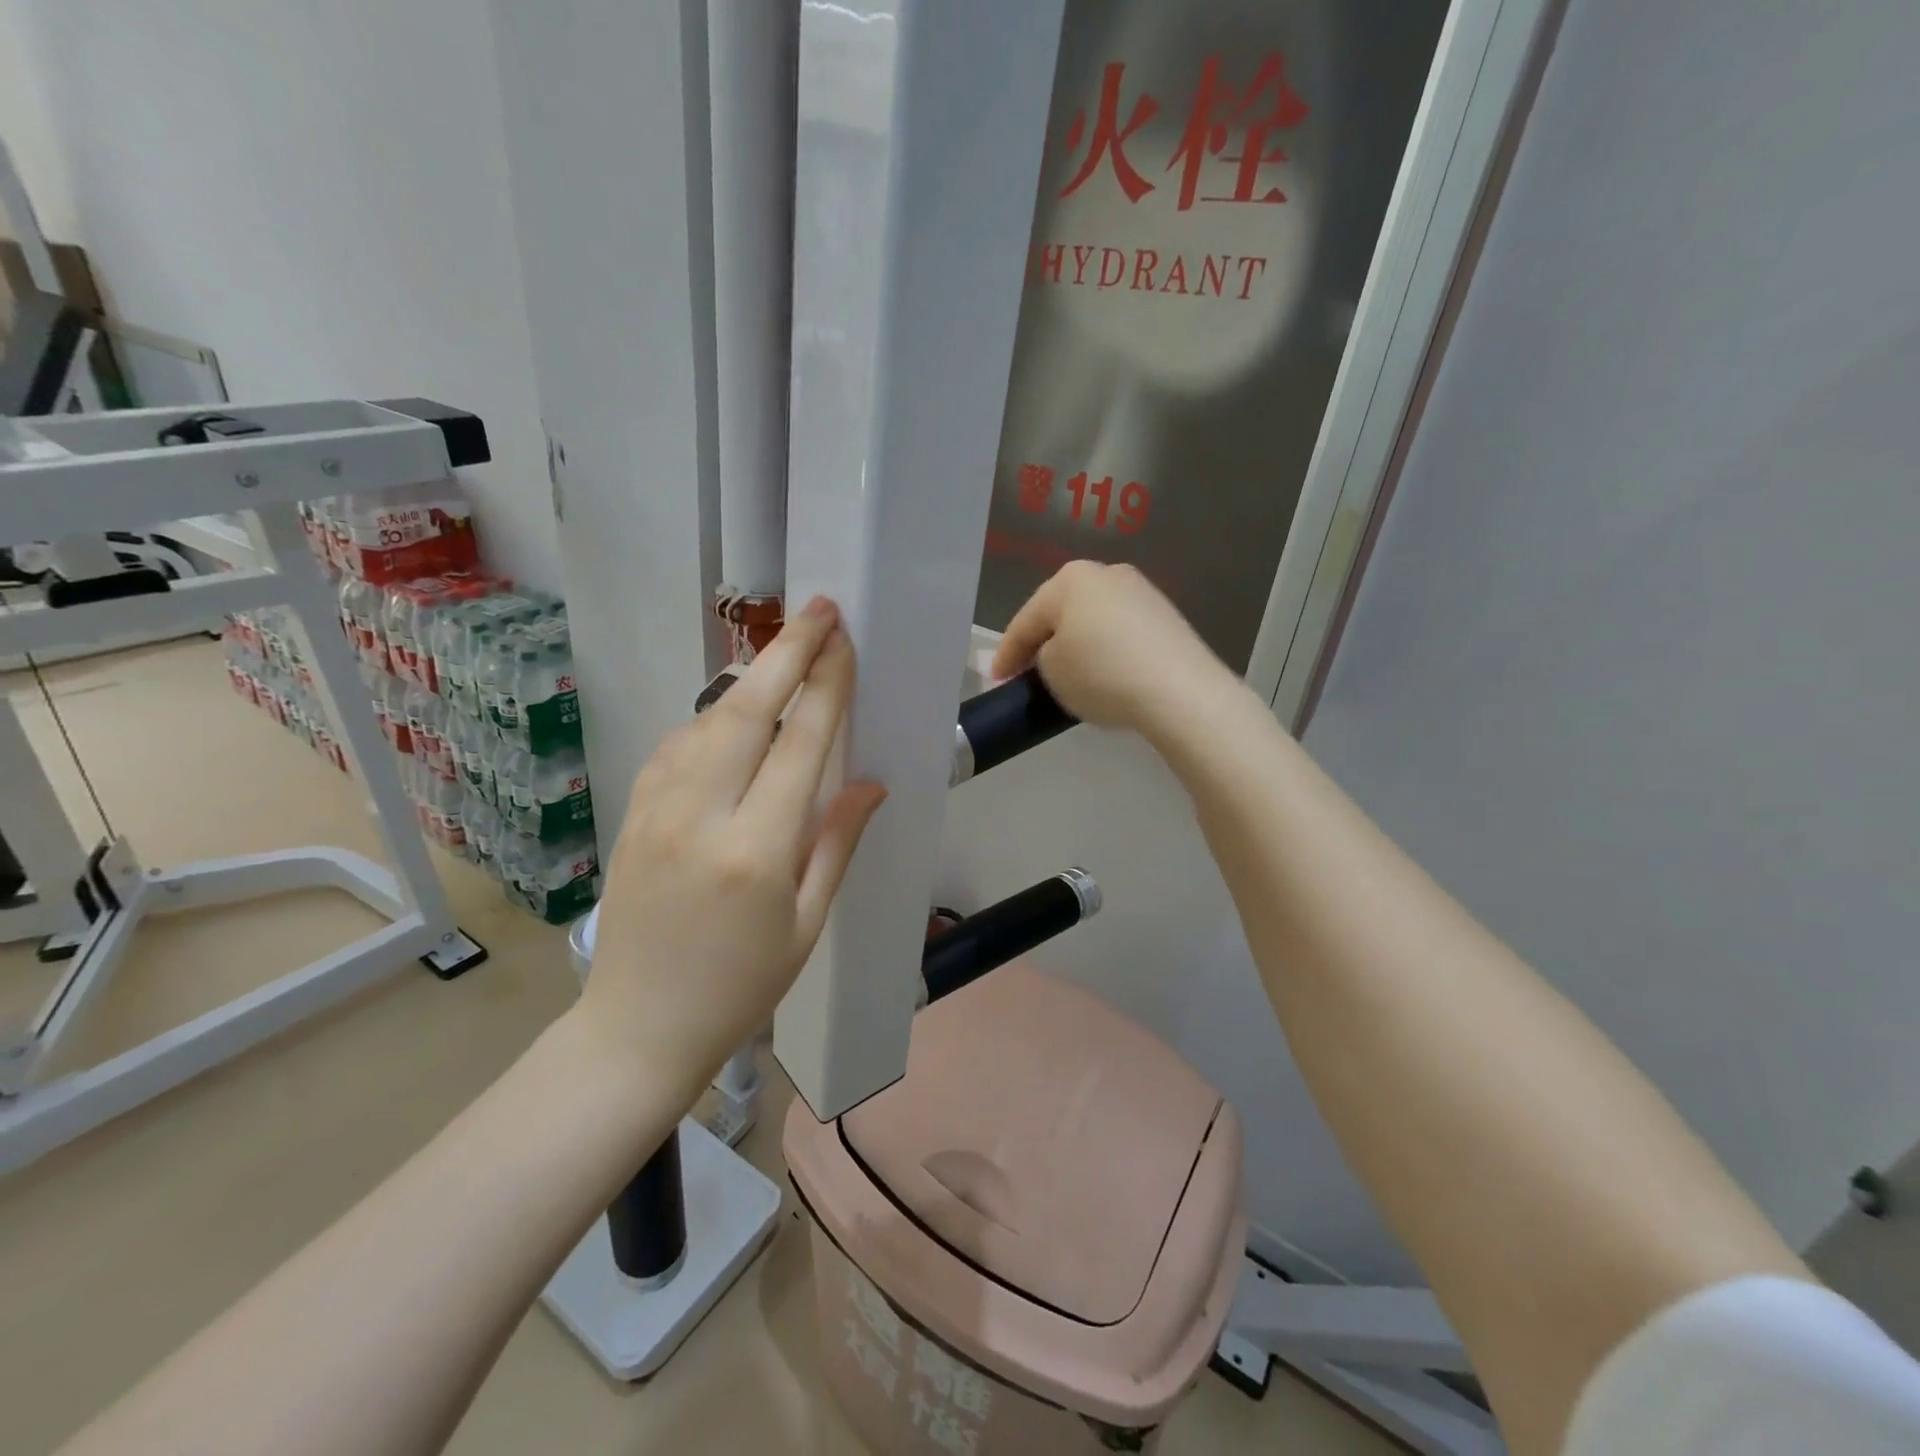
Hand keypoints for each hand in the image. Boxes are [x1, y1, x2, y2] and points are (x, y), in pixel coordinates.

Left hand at [576, 598, 885, 1092]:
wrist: (638, 1027)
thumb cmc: (741, 987)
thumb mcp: (806, 923)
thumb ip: (836, 842)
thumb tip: (869, 781)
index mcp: (756, 851)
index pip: (801, 745)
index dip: (827, 685)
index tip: (843, 640)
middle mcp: (700, 816)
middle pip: (746, 710)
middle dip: (786, 652)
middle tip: (817, 609)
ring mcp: (655, 810)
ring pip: (706, 720)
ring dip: (749, 682)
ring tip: (784, 656)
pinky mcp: (631, 814)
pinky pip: (676, 747)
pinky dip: (711, 719)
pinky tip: (733, 717)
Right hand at [991, 562, 1235, 738]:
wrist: (1180, 691)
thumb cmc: (1102, 674)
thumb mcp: (1052, 670)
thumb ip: (1041, 657)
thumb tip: (1056, 654)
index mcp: (1070, 579)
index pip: (1026, 620)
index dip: (1006, 654)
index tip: (996, 680)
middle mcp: (1106, 573)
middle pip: (1061, 613)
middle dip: (1043, 642)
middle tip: (1027, 672)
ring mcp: (1141, 592)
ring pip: (1093, 621)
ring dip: (1076, 644)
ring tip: (1067, 675)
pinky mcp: (1166, 617)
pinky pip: (1120, 633)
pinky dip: (1106, 651)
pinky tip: (1104, 673)